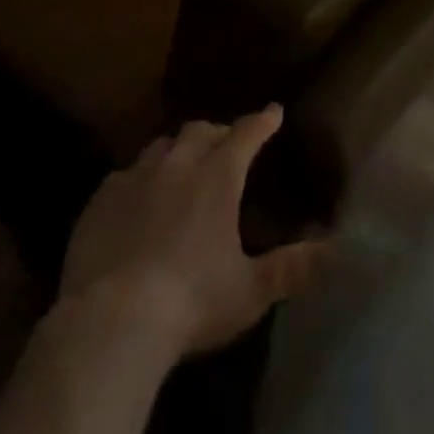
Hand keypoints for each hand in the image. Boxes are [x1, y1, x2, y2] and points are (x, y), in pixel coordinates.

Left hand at [59, 106, 329, 356]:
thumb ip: (291, 267)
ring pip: (161, 146)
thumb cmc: (191, 302)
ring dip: (177, 150)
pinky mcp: (100, 200)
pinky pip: (125, 175)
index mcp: (218, 176)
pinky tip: (137, 200)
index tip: (274, 111)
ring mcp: (135, 177)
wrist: (110, 323)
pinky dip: (139, 179)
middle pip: (201, 131)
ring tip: (182, 167)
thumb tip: (333, 250)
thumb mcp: (249, 291)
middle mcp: (178, 164)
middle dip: (218, 132)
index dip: (263, 121)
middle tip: (226, 144)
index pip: (247, 133)